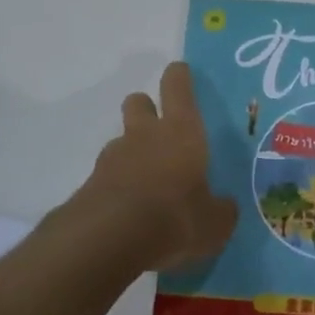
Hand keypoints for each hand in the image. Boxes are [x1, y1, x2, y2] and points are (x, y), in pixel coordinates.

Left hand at [72, 61, 236, 272]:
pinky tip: (129, 214)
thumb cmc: (174, 219)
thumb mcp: (214, 224)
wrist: (107, 240)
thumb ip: (220, 210)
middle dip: (147, 109)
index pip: (177, 86)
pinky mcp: (90, 184)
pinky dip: (118, 185)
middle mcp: (145, 135)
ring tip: (148, 185)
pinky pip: (108, 175)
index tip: (182, 74)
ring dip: (132, 152)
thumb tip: (224, 206)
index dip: (179, 77)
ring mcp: (113, 157)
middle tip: (162, 132)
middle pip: (139, 101)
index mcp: (181, 131)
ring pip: (122, 139)